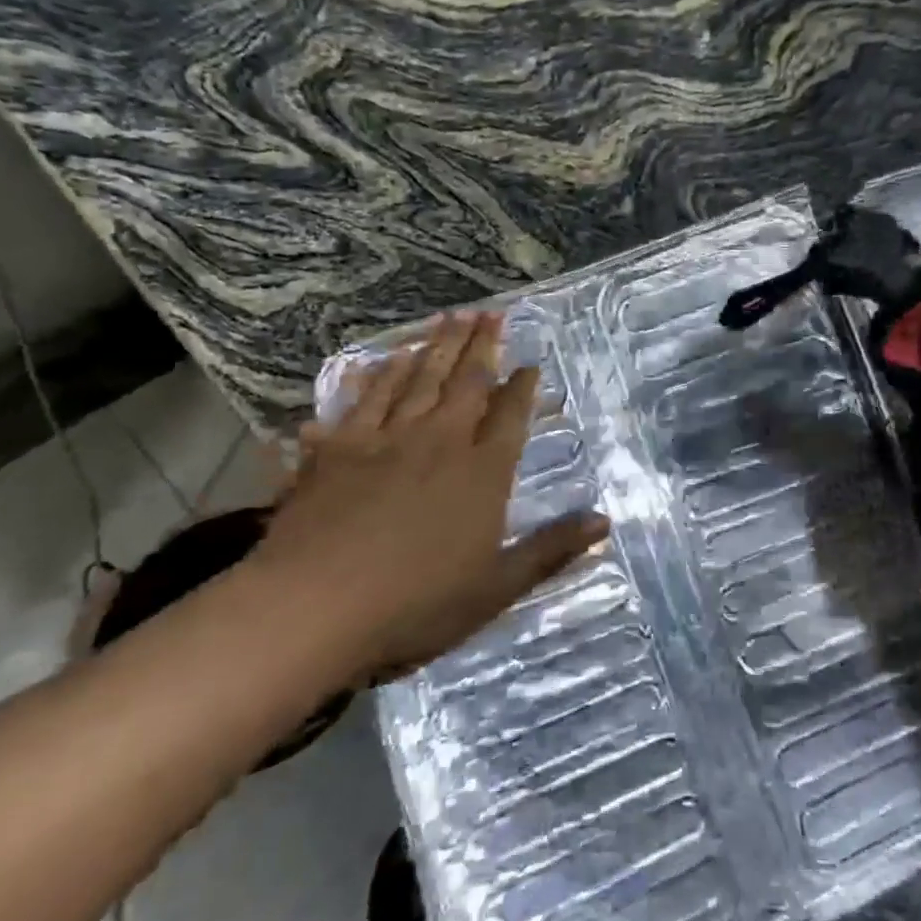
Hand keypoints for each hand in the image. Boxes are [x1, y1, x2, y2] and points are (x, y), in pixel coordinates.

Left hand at [247, 311, 608, 680]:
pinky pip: (365, 399)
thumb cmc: (416, 603)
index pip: (510, 416)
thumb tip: (605, 521)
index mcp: (482, 472)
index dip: (523, 387)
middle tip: (491, 313)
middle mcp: (439, 441)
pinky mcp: (338, 448)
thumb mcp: (498, 587)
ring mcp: (386, 439)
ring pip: (418, 379)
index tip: (531, 362)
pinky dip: (378, 374)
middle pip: (466, 382)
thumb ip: (551, 550)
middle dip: (482, 346)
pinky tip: (385, 358)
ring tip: (451, 316)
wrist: (315, 606)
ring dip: (437, 346)